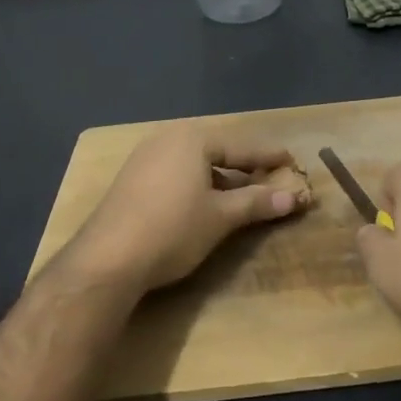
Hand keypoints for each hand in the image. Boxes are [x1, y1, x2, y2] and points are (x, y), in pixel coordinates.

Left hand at [70, 124, 309, 293]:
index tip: (292, 160)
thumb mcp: (221, 216)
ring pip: (195, 163)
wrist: (106, 261)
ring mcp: (144, 158)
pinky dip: (198, 184)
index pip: (242, 145)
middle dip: (244, 165)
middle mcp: (167, 139)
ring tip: (243, 192)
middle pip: (217, 150)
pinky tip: (206, 202)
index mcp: (193, 139)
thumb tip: (294, 197)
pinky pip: (176, 173)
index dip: (269, 156)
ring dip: (221, 177)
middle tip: (270, 175)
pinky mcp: (131, 180)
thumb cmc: (173, 229)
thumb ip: (257, 202)